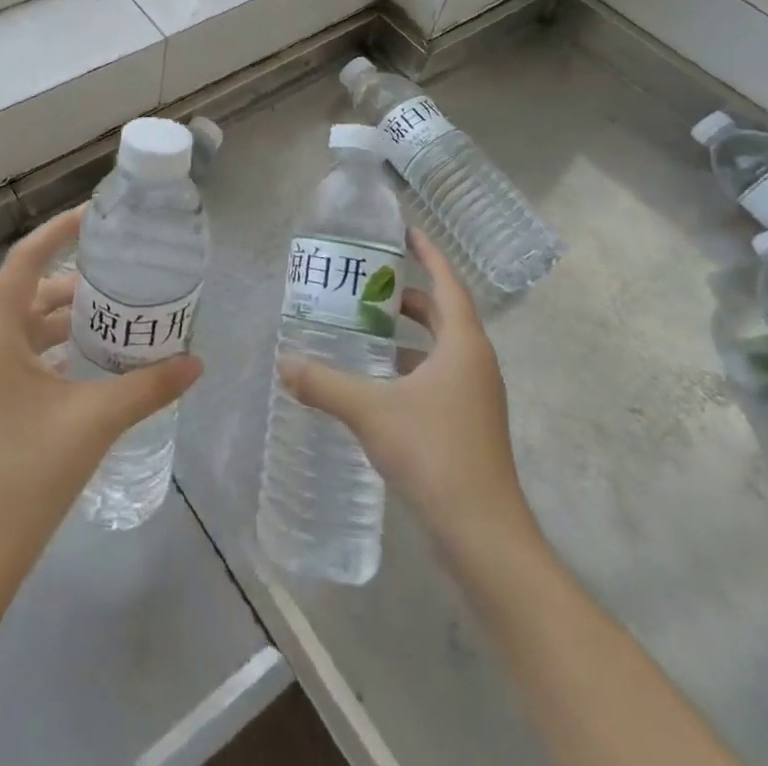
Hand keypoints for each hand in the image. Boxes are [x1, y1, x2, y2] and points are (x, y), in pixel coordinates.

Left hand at [0, 206, 202, 574]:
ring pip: (25, 329)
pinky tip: (88, 362)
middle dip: (74, 285)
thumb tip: (196, 362)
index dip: (58, 232)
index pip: (24, 262)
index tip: (94, 217)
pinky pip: (20, 358)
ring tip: (114, 317)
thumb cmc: (30, 475)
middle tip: (121, 277)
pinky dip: (53, 350)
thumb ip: (149, 387)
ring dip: (65, 320)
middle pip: (29, 297)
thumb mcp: (96, 421)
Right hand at [277, 227, 536, 572]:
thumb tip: (284, 362)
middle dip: (408, 296)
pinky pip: (439, 377)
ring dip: (408, 334)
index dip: (429, 254)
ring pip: (441, 349)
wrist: (484, 535)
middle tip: (367, 286)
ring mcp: (476, 397)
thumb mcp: (370, 411)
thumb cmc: (434, 454)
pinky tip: (377, 383)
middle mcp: (475, 364)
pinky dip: (410, 367)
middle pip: (443, 314)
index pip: (447, 283)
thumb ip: (324, 384)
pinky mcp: (469, 425)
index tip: (405, 231)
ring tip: (364, 330)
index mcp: (463, 346)